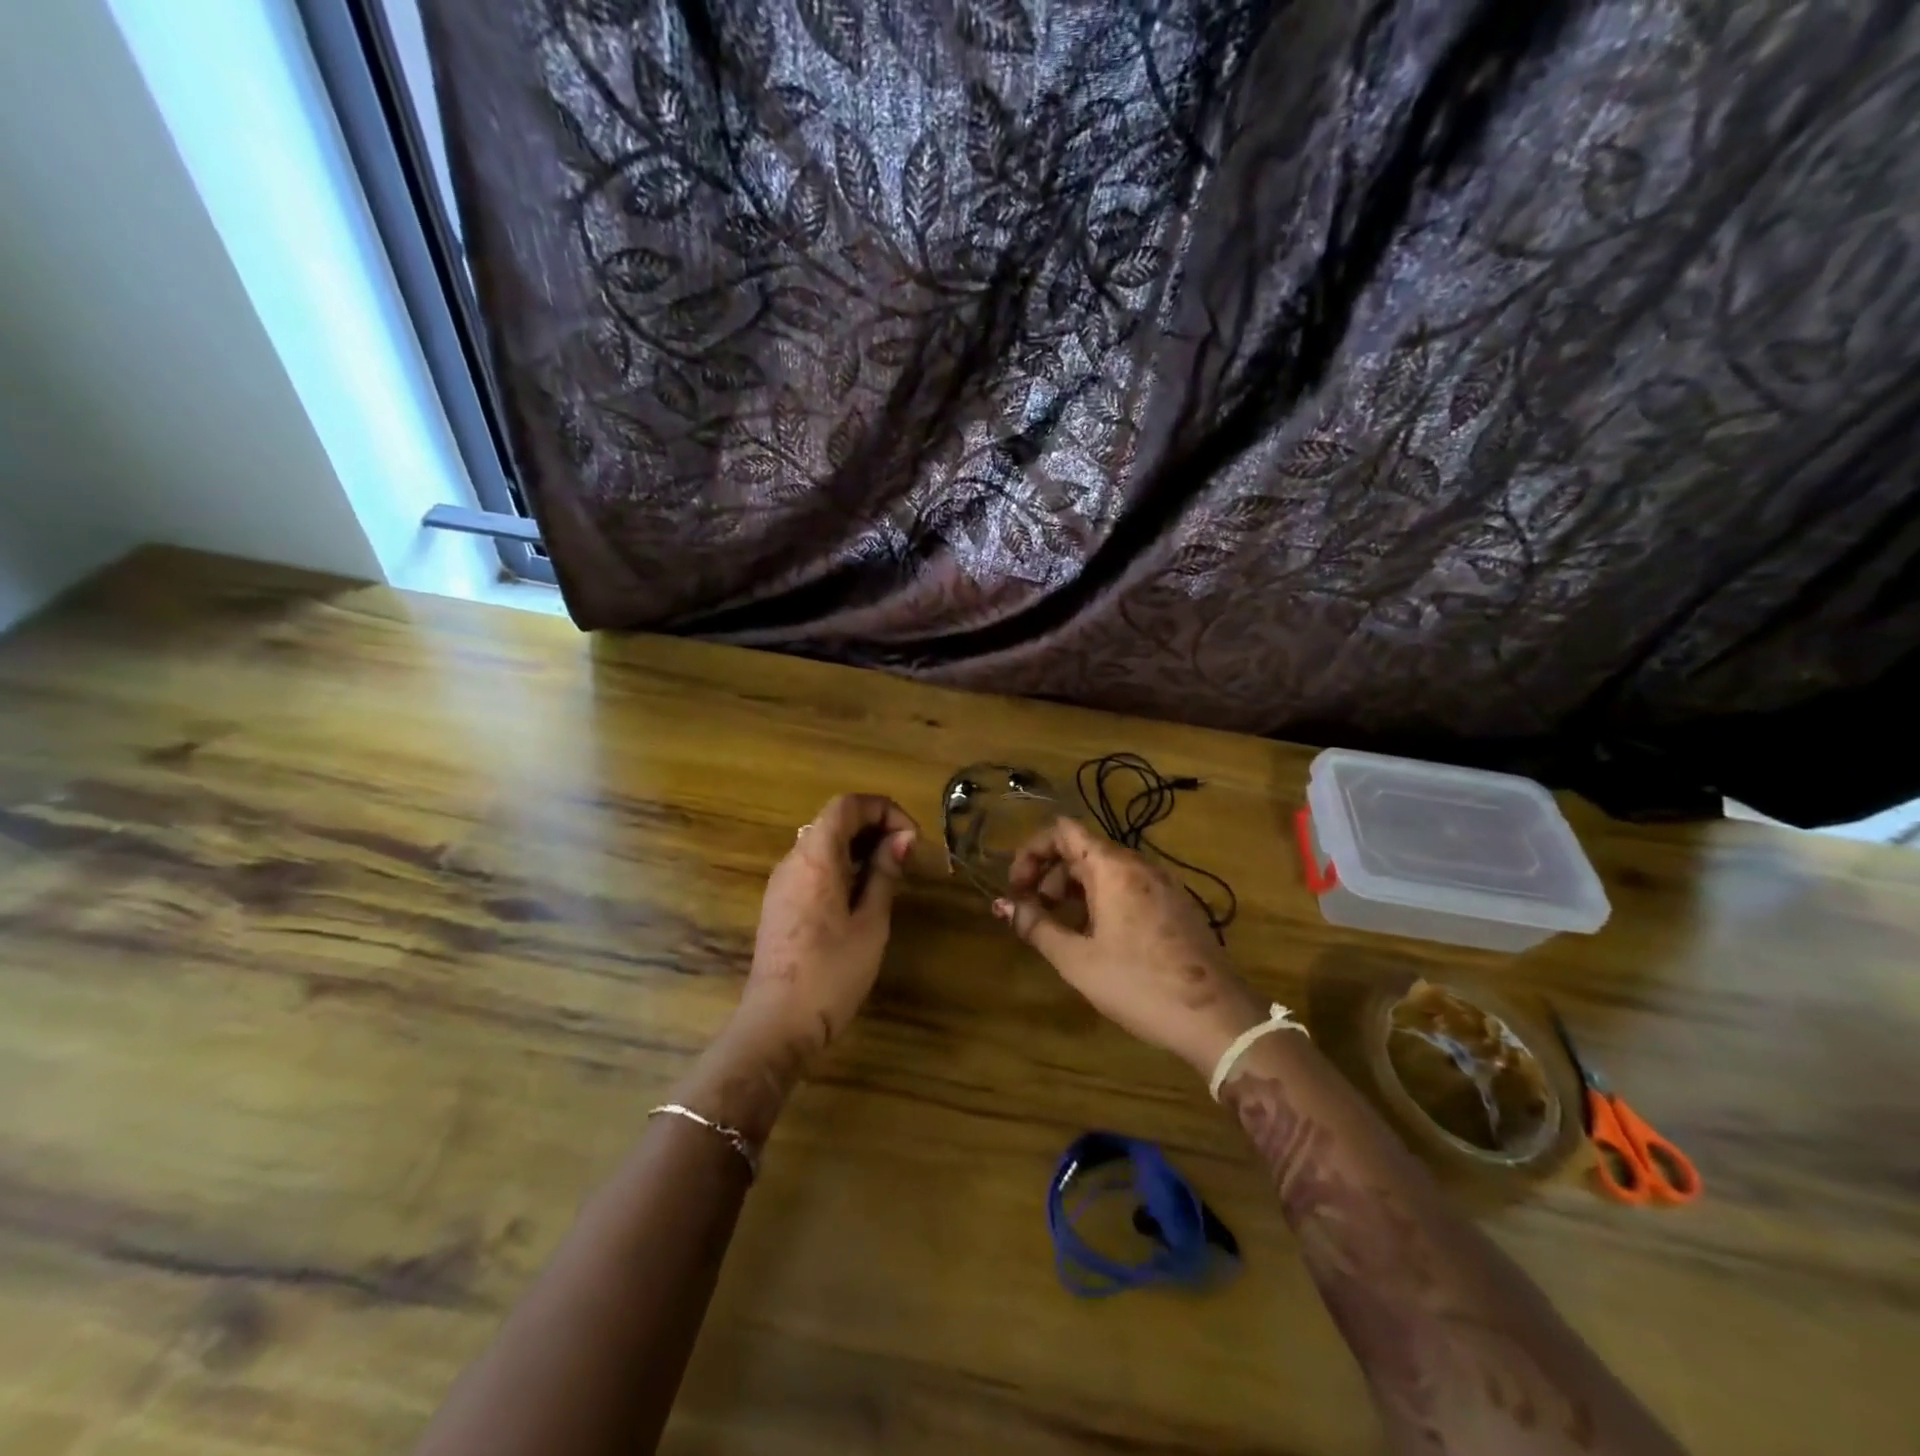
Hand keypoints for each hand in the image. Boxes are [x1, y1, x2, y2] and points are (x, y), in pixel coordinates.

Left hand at [737, 793, 918, 1061]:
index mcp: (815, 857)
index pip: (848, 805)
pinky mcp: (779, 904)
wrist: (777, 1026)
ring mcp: (782, 883)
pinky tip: (862, 894)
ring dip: (859, 846)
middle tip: (906, 855)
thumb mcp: (871, 922)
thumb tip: (902, 838)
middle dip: (874, 826)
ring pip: (822, 843)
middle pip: (834, 820)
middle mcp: (793, 860)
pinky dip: (841, 865)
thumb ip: (884, 873)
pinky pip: (813, 866)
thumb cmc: (832, 973)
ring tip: (890, 874)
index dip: (884, 810)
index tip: (911, 839)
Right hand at [995, 817, 1262, 1075]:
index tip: (1016, 888)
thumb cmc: (1138, 984)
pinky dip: (1100, 899)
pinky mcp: (1174, 905)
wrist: (1216, 1018)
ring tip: (1058, 928)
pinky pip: (1127, 887)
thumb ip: (1036, 926)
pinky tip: (1095, 938)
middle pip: (1082, 849)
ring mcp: (1161, 884)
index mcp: (1112, 867)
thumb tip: (1003, 906)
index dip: (1031, 852)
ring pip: (1105, 870)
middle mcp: (1138, 865)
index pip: (1062, 830)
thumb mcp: (1077, 959)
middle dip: (1049, 875)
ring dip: (1073, 889)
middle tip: (1032, 912)